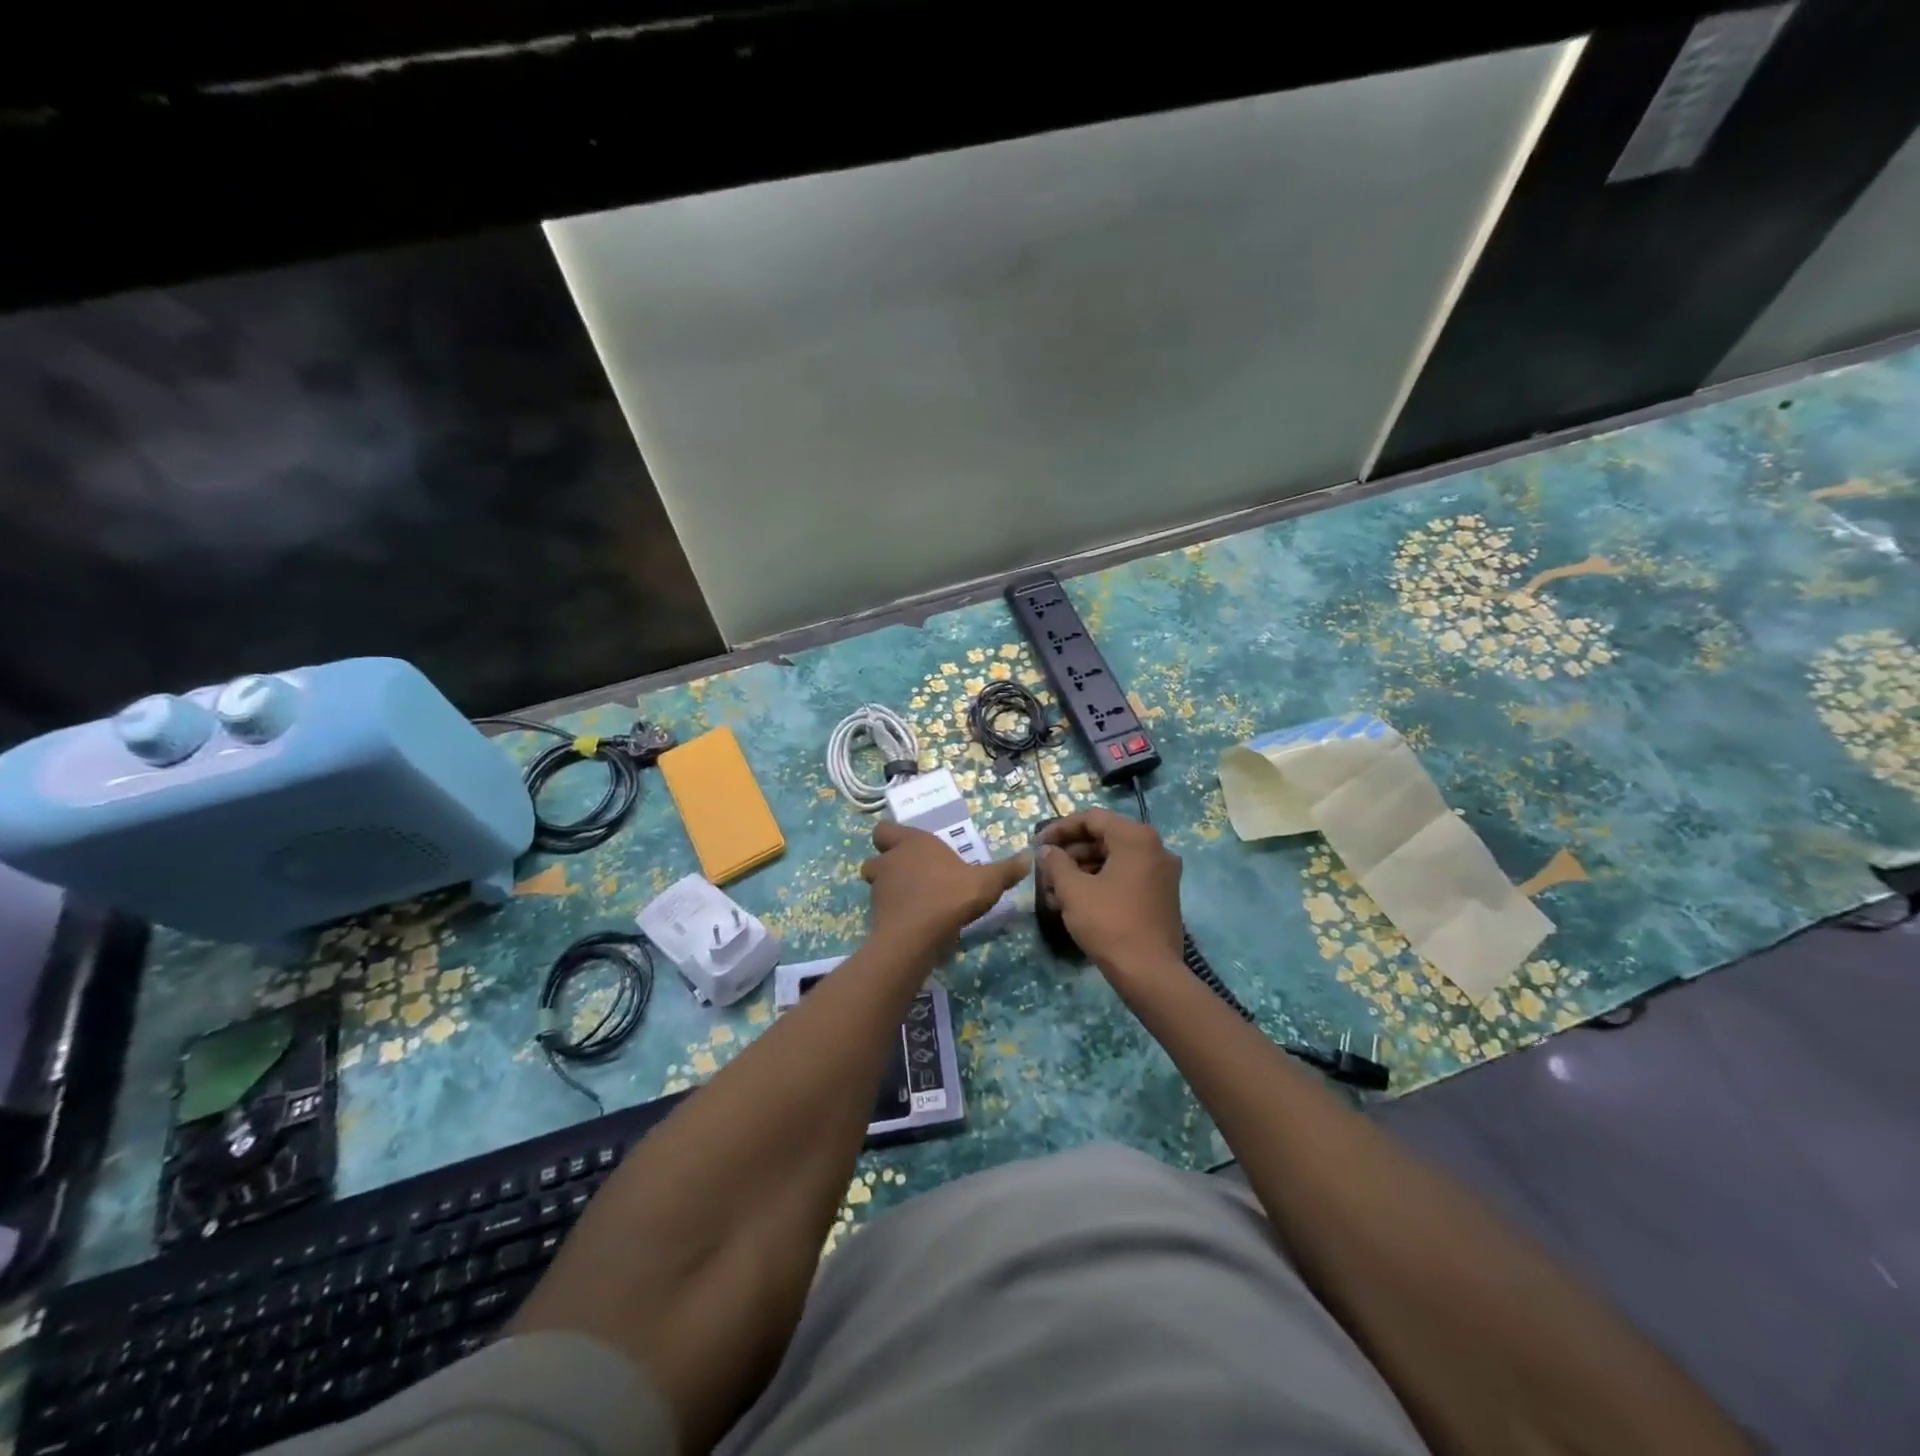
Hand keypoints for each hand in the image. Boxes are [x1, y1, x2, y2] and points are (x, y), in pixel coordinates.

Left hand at [861, 822, 1027, 951]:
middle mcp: (890, 861)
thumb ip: (1006, 870)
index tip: (910, 847)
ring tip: (915, 901)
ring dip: (890, 889)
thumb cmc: (950, 895)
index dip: (893, 837)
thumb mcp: (987, 882)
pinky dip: (894, 913)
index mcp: (912, 843)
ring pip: (877, 884)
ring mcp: (879, 890)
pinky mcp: (876, 916)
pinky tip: (915, 923)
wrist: (917, 935)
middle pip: (877, 858)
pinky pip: (882, 910)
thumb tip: (1028, 858)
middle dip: (888, 864)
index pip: (885, 830)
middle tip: (912, 875)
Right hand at [1037, 808, 1185, 978]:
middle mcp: (1155, 848)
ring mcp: (1162, 873)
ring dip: (1082, 870)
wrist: (1150, 972)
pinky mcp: (1162, 896)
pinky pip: (1126, 877)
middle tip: (1045, 869)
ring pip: (1114, 860)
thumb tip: (1047, 850)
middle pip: (1104, 838)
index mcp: (1136, 838)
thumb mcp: (1073, 890)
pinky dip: (1101, 882)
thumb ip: (1056, 863)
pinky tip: (1076, 902)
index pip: (1092, 819)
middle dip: (1071, 853)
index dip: (1060, 828)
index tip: (1038, 844)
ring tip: (1054, 891)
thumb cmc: (1109, 923)